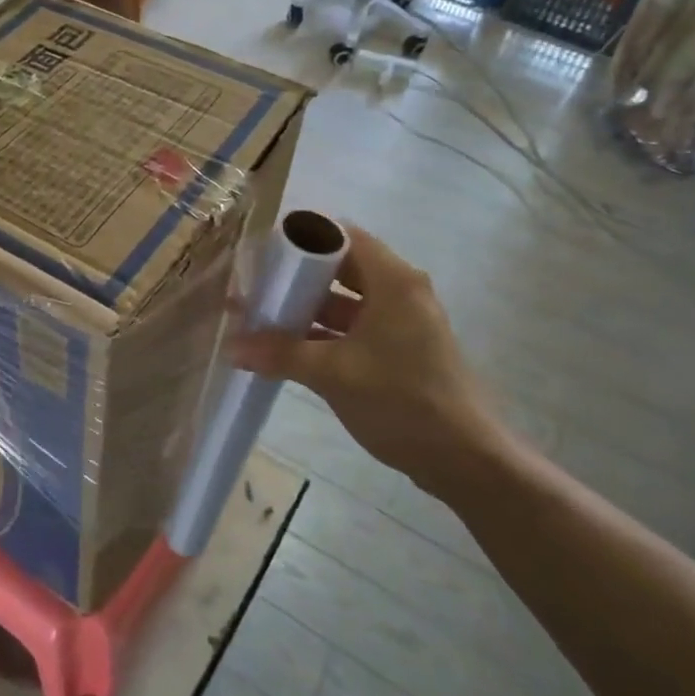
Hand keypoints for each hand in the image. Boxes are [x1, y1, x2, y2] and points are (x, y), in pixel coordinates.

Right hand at [231, 225, 507, 500]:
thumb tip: (230, 346)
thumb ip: (280, 353)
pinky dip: (324, 333)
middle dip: (296, 278)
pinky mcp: (401, 350)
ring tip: (261, 318)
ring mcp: (402, 322)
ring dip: (306, 310)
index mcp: (393, 280)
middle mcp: (400, 291)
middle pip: (340, 268)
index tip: (262, 251)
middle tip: (254, 286)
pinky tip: (288, 349)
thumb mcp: (333, 373)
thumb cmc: (401, 400)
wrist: (464, 460)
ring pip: (346, 301)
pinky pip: (355, 328)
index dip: (300, 239)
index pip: (341, 236)